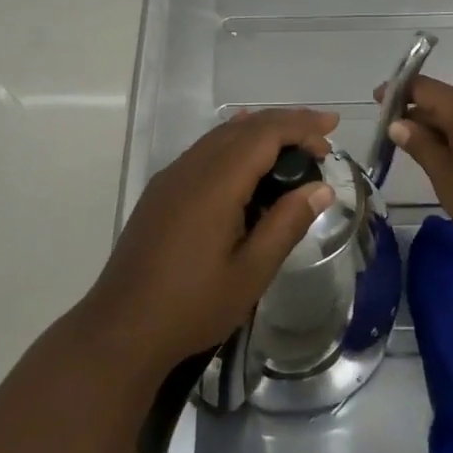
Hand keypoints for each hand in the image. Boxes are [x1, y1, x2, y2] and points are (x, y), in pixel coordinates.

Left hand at [83, 107, 339, 375]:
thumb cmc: (191, 306)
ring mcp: (171, 177)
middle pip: (243, 127)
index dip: (300, 126)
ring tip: (294, 142)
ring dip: (259, 131)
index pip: (264, 134)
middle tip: (322, 135)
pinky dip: (234, 142)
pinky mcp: (161, 191)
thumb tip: (321, 188)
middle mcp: (191, 168)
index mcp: (215, 184)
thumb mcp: (250, 273)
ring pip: (221, 135)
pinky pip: (204, 150)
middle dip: (285, 122)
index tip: (331, 132)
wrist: (120, 329)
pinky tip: (246, 156)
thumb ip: (286, 224)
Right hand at [377, 75, 452, 265]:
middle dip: (418, 114)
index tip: (377, 100)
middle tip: (394, 136)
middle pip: (445, 100)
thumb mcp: (447, 178)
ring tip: (420, 151)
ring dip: (441, 127)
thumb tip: (398, 123)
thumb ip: (421, 146)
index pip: (424, 87)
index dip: (398, 91)